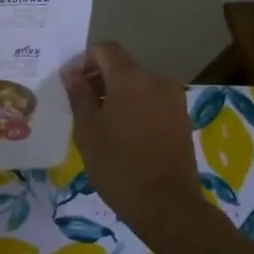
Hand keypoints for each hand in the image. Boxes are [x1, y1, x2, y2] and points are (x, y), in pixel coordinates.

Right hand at [62, 42, 203, 227]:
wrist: (166, 205)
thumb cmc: (118, 165)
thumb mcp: (87, 130)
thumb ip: (79, 95)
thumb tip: (71, 71)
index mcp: (130, 77)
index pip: (105, 49)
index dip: (85, 61)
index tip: (74, 87)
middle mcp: (156, 80)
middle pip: (123, 66)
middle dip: (101, 80)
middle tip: (84, 110)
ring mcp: (173, 99)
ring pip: (138, 85)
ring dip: (119, 96)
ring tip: (104, 127)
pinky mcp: (182, 119)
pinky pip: (153, 102)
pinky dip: (136, 109)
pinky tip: (126, 137)